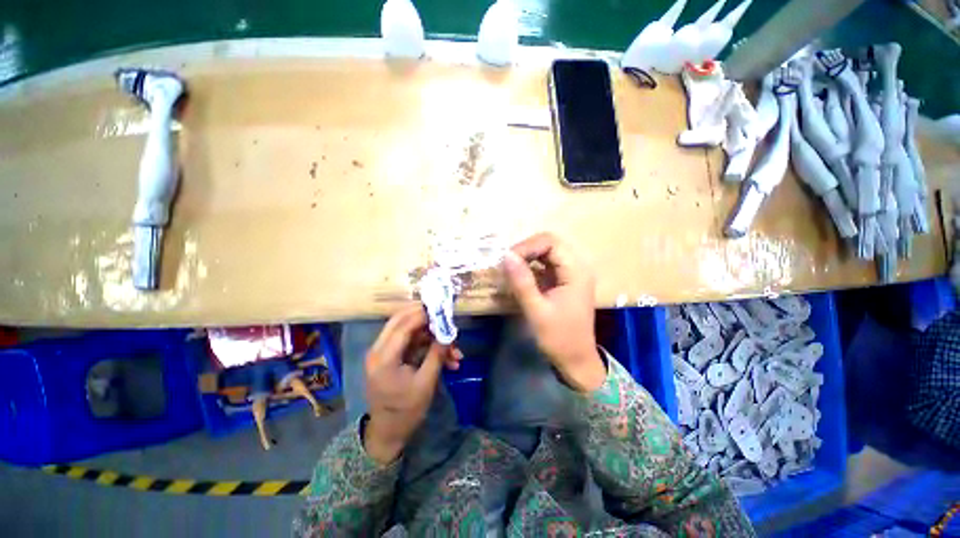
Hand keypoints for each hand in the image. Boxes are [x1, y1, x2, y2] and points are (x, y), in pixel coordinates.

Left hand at [363, 304, 460, 463]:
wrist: (388, 432)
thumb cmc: (406, 411)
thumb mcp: (425, 383)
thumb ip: (437, 354)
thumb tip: (448, 332)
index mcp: (383, 358)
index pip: (403, 326)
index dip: (423, 315)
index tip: (442, 310)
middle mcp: (379, 350)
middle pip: (400, 320)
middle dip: (424, 317)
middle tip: (444, 316)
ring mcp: (384, 352)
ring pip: (410, 332)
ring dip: (432, 337)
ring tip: (455, 352)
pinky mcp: (392, 357)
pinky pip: (412, 343)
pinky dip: (429, 347)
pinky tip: (449, 359)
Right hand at [502, 233, 605, 391]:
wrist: (576, 361)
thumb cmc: (559, 339)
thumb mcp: (537, 311)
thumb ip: (522, 282)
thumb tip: (506, 256)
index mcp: (576, 271)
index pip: (550, 242)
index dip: (527, 246)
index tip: (507, 261)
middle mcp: (576, 267)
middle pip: (549, 244)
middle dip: (525, 250)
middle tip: (506, 264)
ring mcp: (570, 274)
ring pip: (545, 253)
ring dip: (526, 258)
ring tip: (509, 270)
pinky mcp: (562, 282)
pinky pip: (545, 265)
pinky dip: (530, 267)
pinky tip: (518, 277)